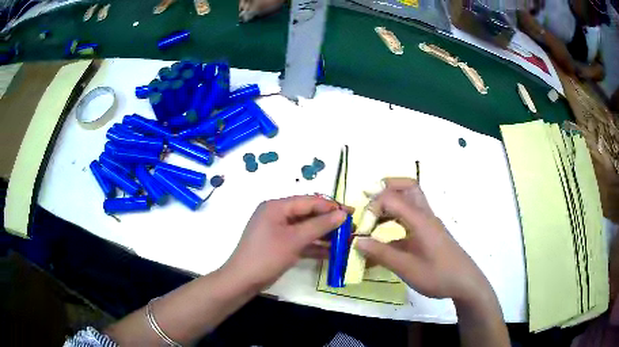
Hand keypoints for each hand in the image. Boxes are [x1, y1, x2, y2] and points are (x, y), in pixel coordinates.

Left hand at [222, 195, 347, 290]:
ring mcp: (278, 231)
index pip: (309, 201)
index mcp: (277, 206)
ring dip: (324, 235)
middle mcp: (278, 215)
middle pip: (308, 214)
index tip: (352, 212)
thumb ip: (319, 225)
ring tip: (346, 240)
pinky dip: (315, 246)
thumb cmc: (267, 256)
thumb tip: (342, 214)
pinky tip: (333, 253)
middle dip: (329, 222)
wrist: (243, 280)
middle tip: (351, 227)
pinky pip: (301, 241)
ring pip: (306, 229)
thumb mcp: (294, 239)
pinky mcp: (281, 245)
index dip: (331, 206)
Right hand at [355, 178, 491, 302]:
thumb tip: (358, 241)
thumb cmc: (438, 275)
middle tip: (368, 199)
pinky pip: (411, 217)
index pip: (392, 198)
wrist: (465, 282)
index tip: (363, 228)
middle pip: (408, 187)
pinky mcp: (430, 233)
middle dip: (387, 188)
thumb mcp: (407, 268)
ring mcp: (429, 224)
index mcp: (420, 220)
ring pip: (410, 201)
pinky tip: (385, 239)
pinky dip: (396, 220)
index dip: (373, 208)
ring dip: (391, 203)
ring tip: (373, 219)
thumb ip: (381, 253)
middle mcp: (425, 216)